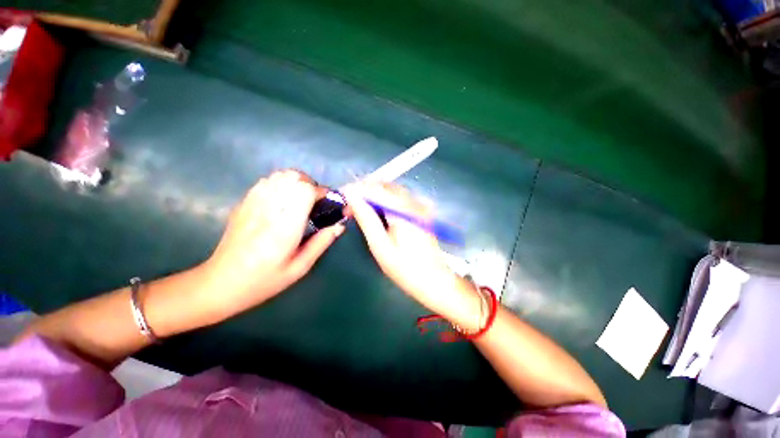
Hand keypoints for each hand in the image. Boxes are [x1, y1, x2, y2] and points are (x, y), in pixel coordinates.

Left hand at [201, 170, 343, 316]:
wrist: (221, 283)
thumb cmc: (264, 280)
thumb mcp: (300, 267)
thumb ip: (322, 242)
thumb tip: (340, 225)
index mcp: (285, 226)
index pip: (305, 190)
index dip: (321, 192)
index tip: (328, 203)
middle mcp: (268, 209)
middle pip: (293, 176)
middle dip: (310, 184)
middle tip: (315, 202)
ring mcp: (252, 203)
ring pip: (279, 175)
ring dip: (296, 182)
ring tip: (300, 200)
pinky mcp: (243, 203)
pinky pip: (266, 181)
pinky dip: (280, 184)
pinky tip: (282, 201)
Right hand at [343, 183, 480, 327]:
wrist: (435, 281)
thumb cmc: (405, 269)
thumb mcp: (380, 246)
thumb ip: (366, 219)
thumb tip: (351, 196)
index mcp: (404, 210)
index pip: (376, 188)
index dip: (356, 189)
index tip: (342, 197)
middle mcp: (414, 202)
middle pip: (385, 186)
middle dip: (364, 191)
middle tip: (350, 207)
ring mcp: (420, 206)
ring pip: (391, 191)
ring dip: (374, 196)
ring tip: (360, 210)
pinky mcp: (421, 212)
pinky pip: (399, 199)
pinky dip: (384, 201)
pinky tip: (377, 214)